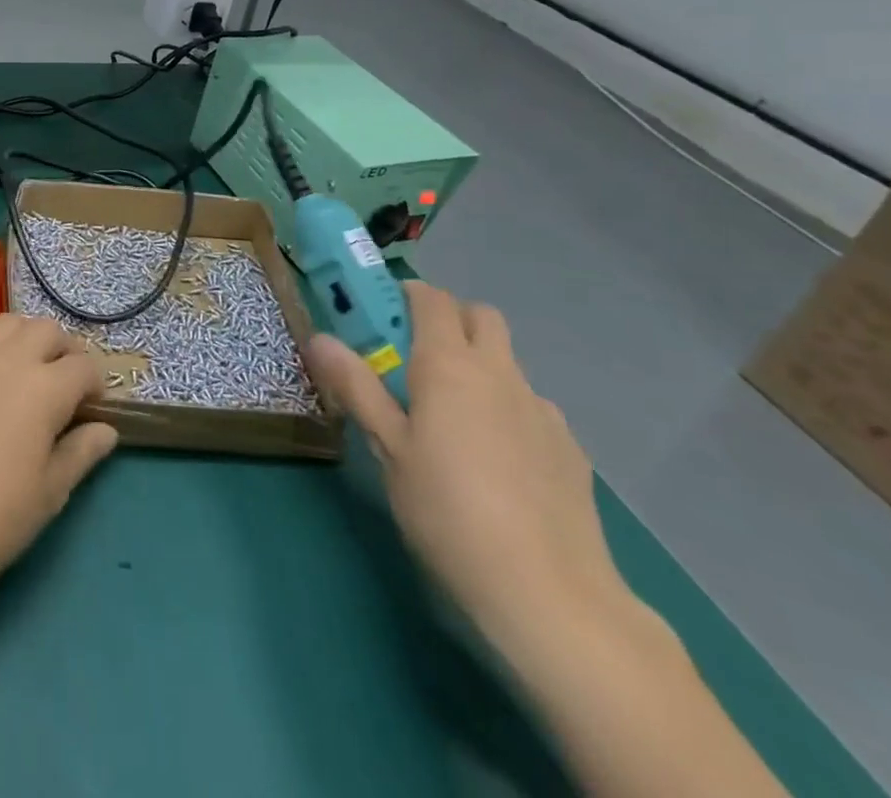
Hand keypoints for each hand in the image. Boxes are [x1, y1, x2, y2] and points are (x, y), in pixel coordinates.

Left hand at [0, 314, 119, 598]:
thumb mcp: (52, 491)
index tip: (91, 408)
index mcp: (46, 389)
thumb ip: (82, 451)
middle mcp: (10, 360)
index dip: (95, 385)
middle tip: (62, 384)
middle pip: (48, 331)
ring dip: (23, 336)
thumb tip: (106, 429)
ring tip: (23, 366)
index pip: (84, 368)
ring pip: (7, 322)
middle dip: (64, 351)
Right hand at [305, 283, 626, 655]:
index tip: (380, 316)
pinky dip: (507, 410)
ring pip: (508, 363)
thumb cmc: (448, 511)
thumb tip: (319, 337)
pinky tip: (496, 462)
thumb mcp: (387, 448)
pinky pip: (530, 407)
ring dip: (479, 366)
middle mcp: (500, 373)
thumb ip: (355, 387)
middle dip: (448, 320)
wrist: (550, 594)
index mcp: (450, 365)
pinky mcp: (570, 449)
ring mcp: (542, 410)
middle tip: (415, 358)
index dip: (405, 295)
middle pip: (480, 316)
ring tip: (453, 420)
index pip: (432, 299)